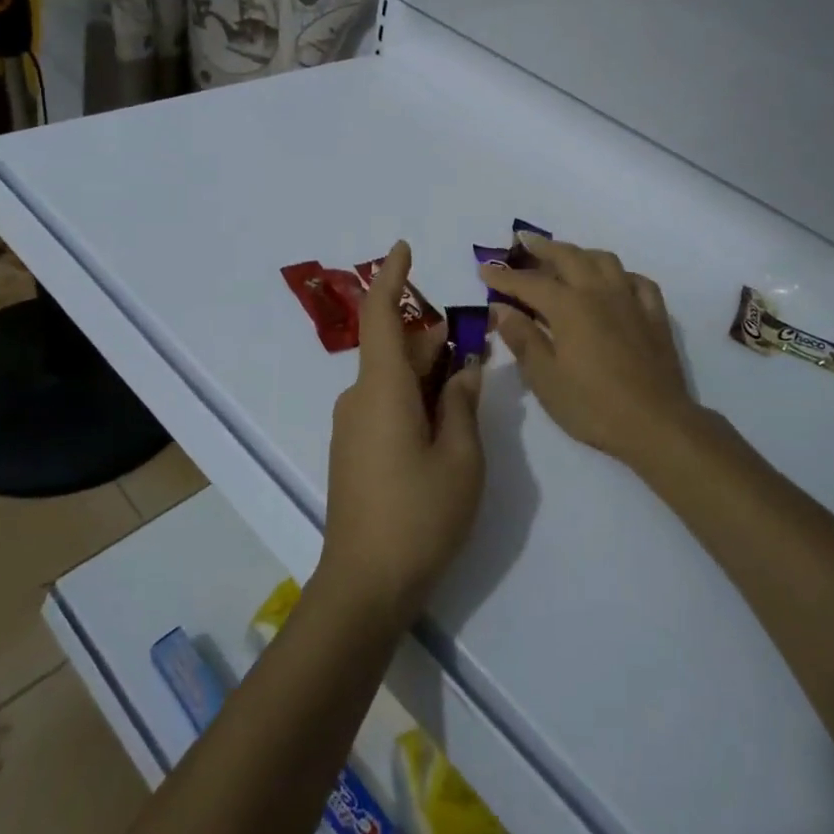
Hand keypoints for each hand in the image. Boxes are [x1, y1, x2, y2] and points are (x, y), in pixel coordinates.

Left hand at [319, 241, 484, 631]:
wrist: (365, 585)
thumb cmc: (420, 515)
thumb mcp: (461, 457)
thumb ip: (462, 404)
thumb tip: (462, 369)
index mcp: (382, 389)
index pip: (379, 316)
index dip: (391, 277)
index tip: (405, 248)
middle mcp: (360, 398)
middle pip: (397, 350)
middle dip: (436, 342)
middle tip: (480, 347)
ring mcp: (353, 426)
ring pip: (395, 379)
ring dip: (430, 374)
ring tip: (471, 386)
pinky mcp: (355, 450)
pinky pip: (387, 404)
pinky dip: (416, 398)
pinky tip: (446, 422)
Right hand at [480, 234, 699, 468]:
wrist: (656, 424)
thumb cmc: (592, 405)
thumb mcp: (545, 378)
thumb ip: (522, 338)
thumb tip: (500, 308)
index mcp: (569, 306)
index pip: (529, 282)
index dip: (504, 276)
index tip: (484, 268)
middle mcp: (599, 292)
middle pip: (568, 257)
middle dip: (542, 248)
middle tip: (523, 242)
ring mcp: (631, 300)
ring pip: (604, 260)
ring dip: (580, 253)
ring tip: (565, 258)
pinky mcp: (655, 316)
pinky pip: (637, 281)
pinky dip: (620, 274)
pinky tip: (614, 283)